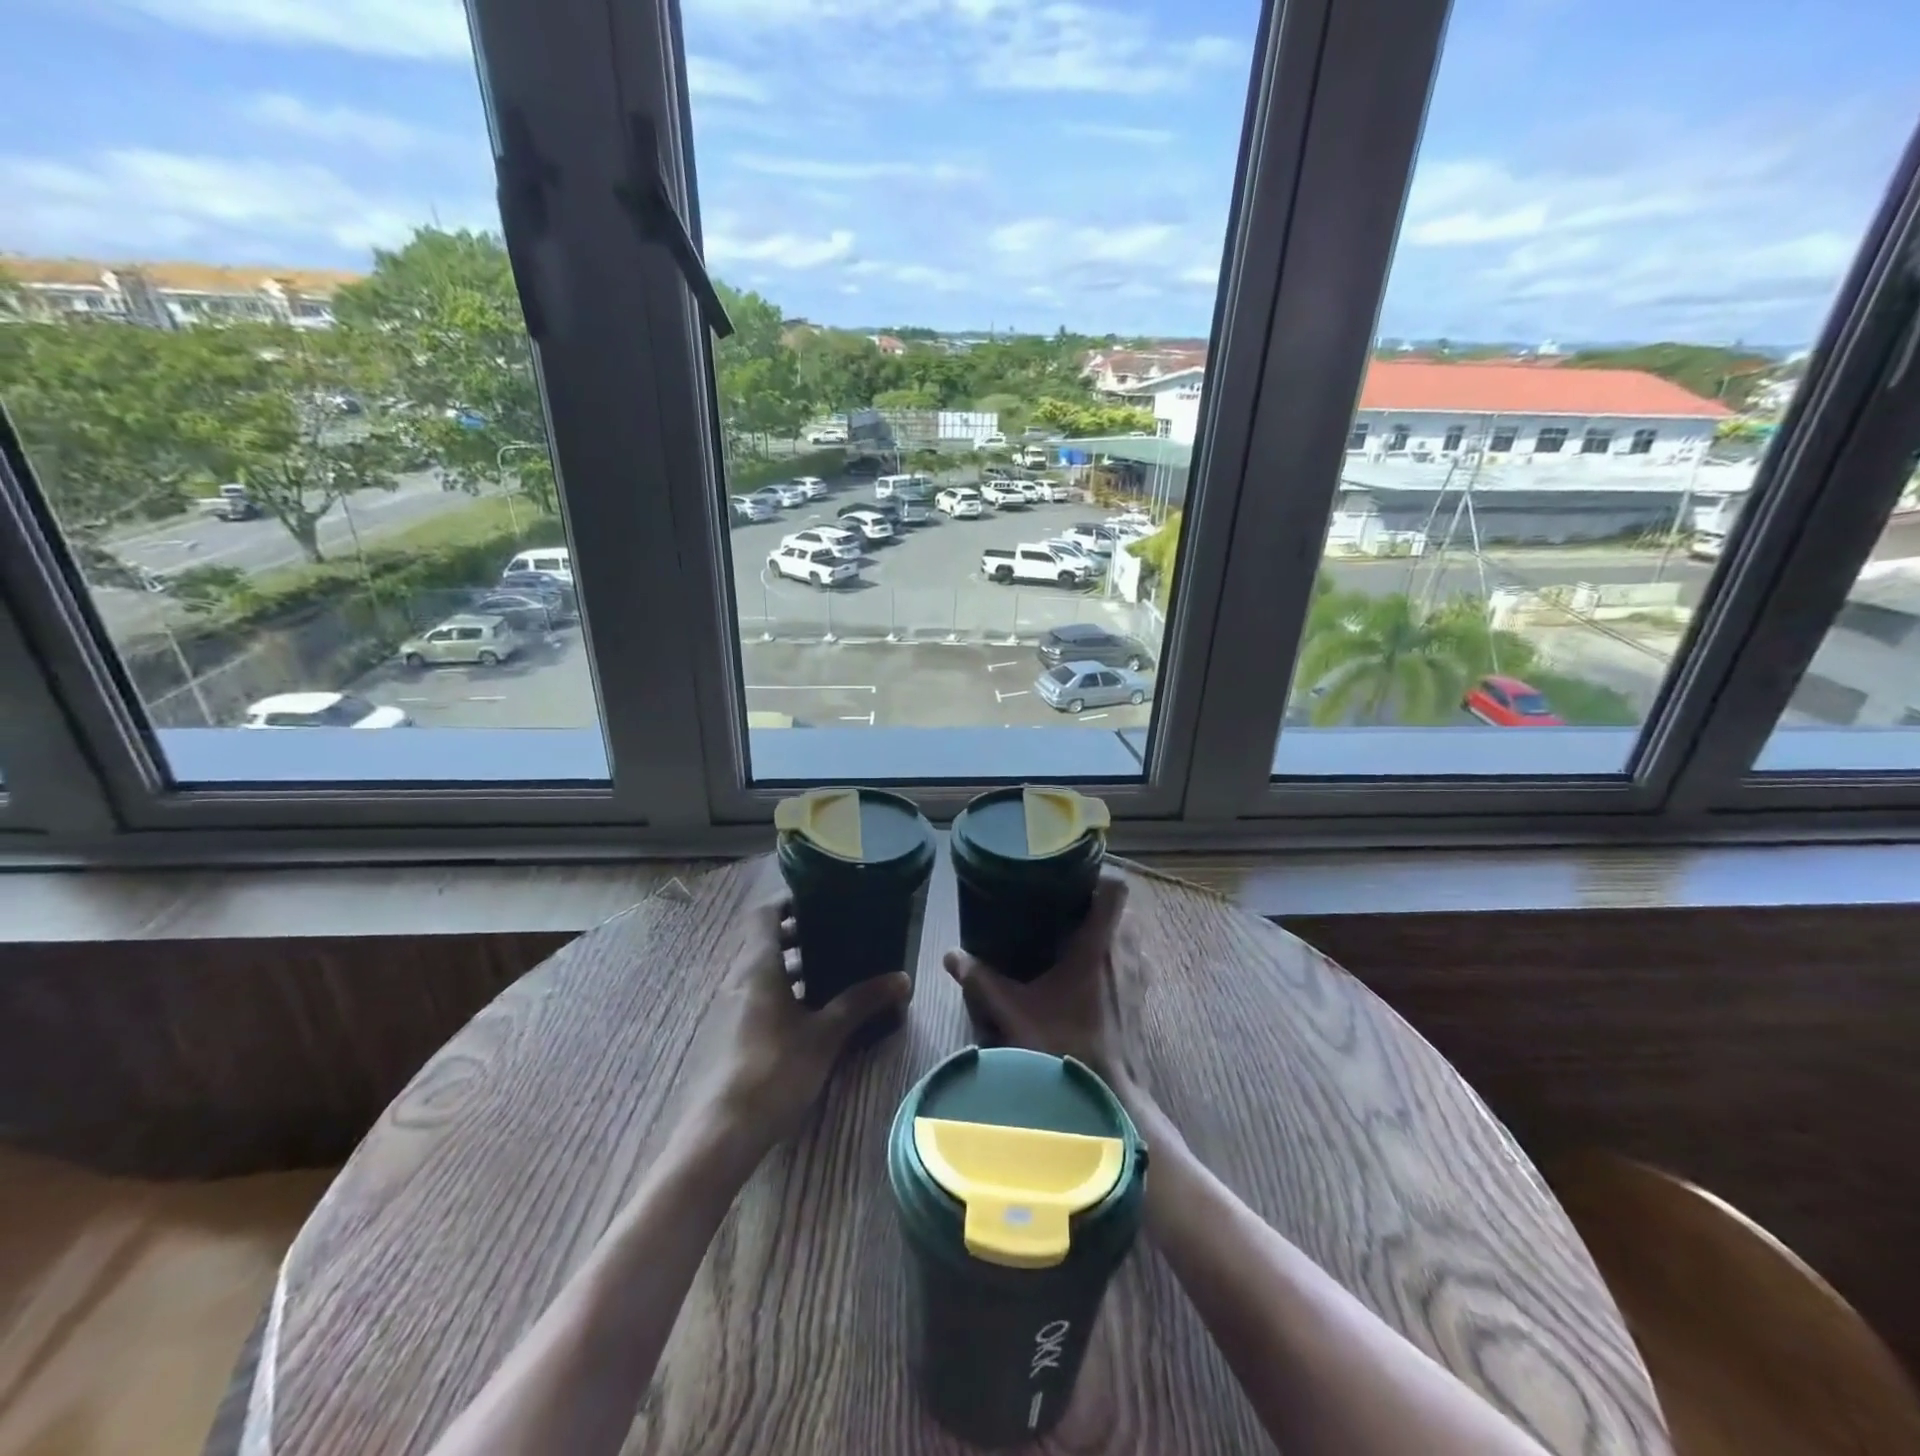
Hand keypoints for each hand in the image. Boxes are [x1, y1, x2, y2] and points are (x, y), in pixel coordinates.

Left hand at [681, 895, 910, 1155]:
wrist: (723, 1131)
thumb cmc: (775, 1069)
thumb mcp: (826, 1034)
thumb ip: (861, 1002)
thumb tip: (903, 978)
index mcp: (758, 965)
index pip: (765, 913)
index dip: (790, 900)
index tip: (822, 897)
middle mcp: (740, 978)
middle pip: (766, 940)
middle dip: (800, 933)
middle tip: (838, 932)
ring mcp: (732, 1007)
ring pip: (763, 970)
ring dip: (793, 964)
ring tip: (834, 968)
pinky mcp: (732, 1033)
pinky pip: (760, 995)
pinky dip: (785, 990)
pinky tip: (813, 1011)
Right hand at [941, 872, 1138, 1092]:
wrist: (1109, 1100)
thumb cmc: (1063, 1047)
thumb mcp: (1013, 1013)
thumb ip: (981, 981)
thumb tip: (951, 956)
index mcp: (1098, 945)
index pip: (1116, 889)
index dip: (1099, 875)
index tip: (1074, 876)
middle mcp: (1125, 954)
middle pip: (1124, 909)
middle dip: (1098, 905)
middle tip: (1066, 908)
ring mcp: (1139, 979)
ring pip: (1132, 936)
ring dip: (1111, 932)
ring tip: (1078, 939)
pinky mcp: (1144, 1002)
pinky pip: (1136, 963)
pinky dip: (1119, 959)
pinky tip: (1092, 977)